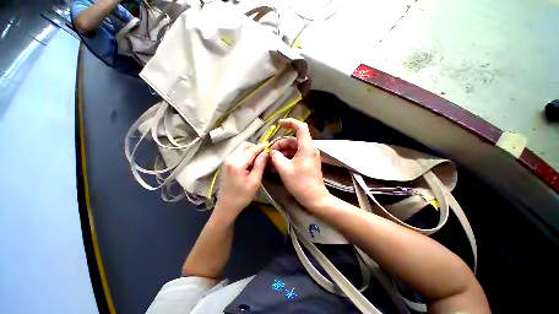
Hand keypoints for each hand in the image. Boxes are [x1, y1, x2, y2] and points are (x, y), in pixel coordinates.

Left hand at [214, 142, 267, 220]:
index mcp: (237, 163)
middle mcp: (230, 158)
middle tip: (264, 154)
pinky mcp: (226, 163)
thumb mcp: (255, 182)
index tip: (270, 145)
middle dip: (255, 147)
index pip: (251, 149)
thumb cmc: (242, 196)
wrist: (227, 206)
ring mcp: (226, 160)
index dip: (262, 147)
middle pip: (244, 145)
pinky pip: (237, 152)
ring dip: (250, 150)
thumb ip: (260, 165)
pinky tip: (250, 162)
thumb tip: (265, 153)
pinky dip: (245, 153)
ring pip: (240, 148)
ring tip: (258, 159)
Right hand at [269, 119, 331, 211]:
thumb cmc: (300, 183)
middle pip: (293, 140)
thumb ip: (276, 157)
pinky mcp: (307, 162)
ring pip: (293, 148)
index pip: (300, 127)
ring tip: (272, 160)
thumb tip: (272, 151)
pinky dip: (287, 157)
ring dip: (282, 152)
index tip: (279, 124)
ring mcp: (309, 156)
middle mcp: (309, 149)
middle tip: (270, 154)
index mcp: (306, 147)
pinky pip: (295, 155)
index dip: (290, 122)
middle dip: (280, 144)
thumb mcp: (284, 169)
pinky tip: (278, 164)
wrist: (314, 198)